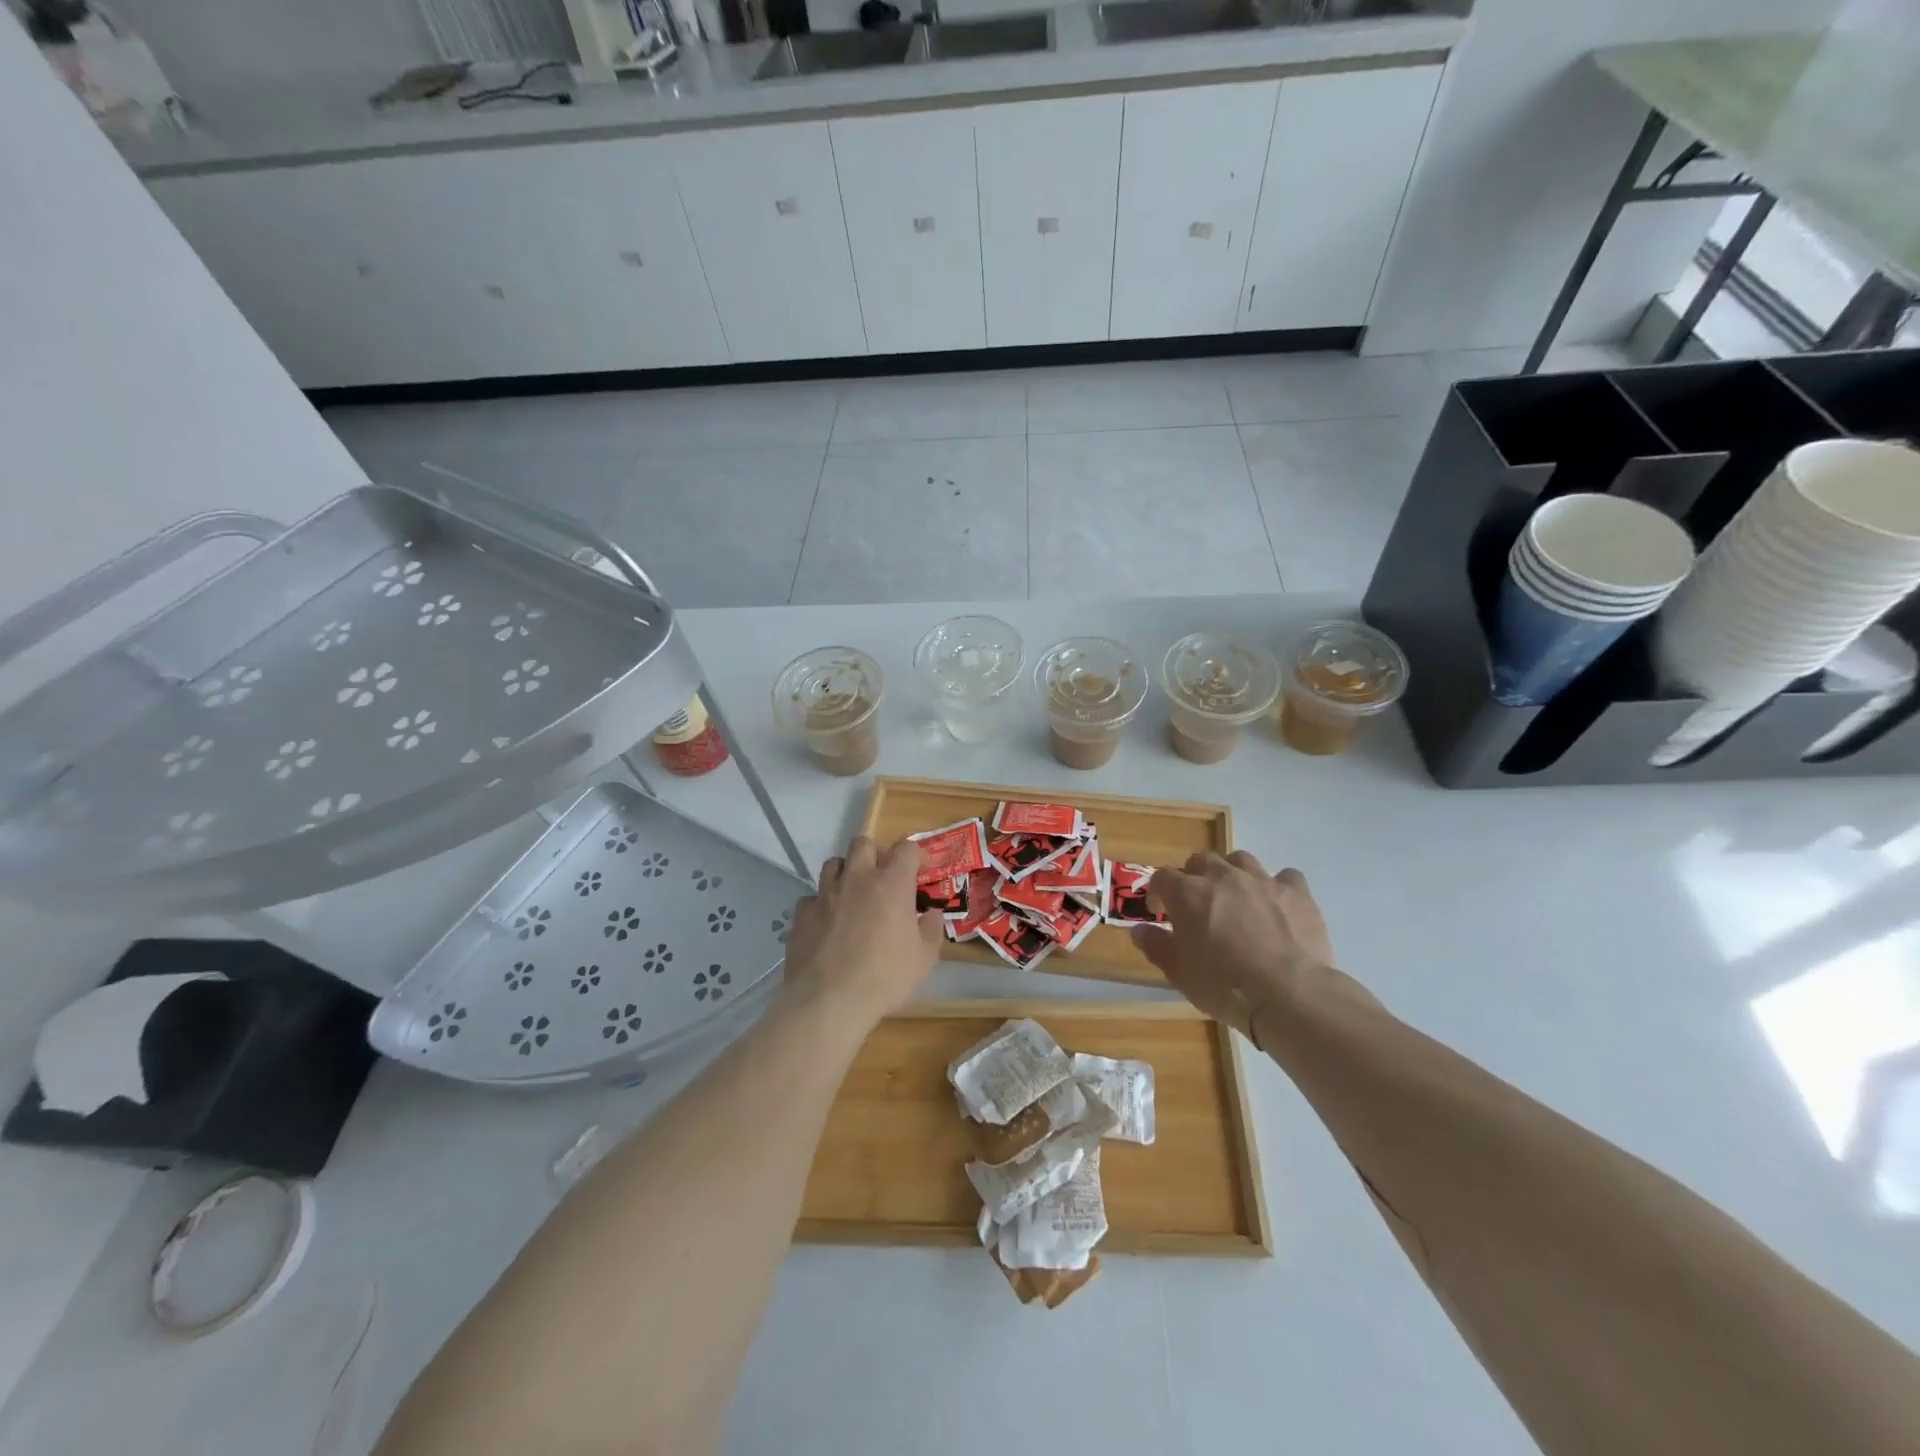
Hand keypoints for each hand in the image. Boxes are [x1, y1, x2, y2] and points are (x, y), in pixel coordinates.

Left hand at [780, 836, 943, 1026]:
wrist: (829, 1000)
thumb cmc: (885, 977)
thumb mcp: (924, 958)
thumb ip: (932, 930)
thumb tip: (932, 913)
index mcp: (891, 883)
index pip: (906, 848)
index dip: (916, 854)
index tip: (921, 870)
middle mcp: (857, 878)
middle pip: (863, 843)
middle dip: (875, 853)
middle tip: (882, 876)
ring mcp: (825, 893)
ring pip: (833, 863)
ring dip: (846, 872)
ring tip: (853, 894)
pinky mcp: (802, 913)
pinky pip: (812, 896)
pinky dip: (822, 903)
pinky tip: (827, 922)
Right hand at [1131, 851, 1371, 1048]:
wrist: (1288, 994)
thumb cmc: (1223, 985)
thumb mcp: (1178, 973)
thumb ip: (1155, 946)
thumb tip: (1139, 930)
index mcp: (1188, 893)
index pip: (1162, 877)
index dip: (1158, 892)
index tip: (1160, 912)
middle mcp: (1222, 877)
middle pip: (1201, 860)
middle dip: (1195, 877)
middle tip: (1198, 905)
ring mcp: (1262, 881)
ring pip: (1240, 860)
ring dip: (1233, 873)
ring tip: (1237, 898)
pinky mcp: (1296, 893)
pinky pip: (1285, 876)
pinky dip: (1278, 887)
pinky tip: (1278, 906)